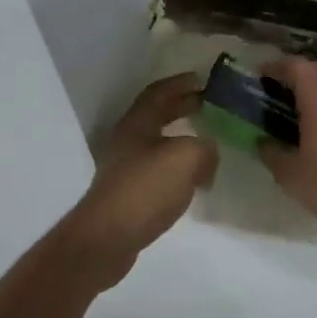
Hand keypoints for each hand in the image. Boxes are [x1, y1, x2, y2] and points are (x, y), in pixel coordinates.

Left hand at [66, 73, 217, 285]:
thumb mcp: (187, 158)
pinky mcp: (129, 194)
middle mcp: (128, 140)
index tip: (202, 79)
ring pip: (158, 143)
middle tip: (208, 105)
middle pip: (157, 115)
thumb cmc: (145, 188)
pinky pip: (158, 170)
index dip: (180, 83)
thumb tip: (208, 154)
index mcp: (138, 123)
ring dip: (181, 138)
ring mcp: (125, 168)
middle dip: (182, 107)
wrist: (108, 239)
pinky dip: (178, 167)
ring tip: (206, 142)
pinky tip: (193, 179)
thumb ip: (205, 148)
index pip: (159, 92)